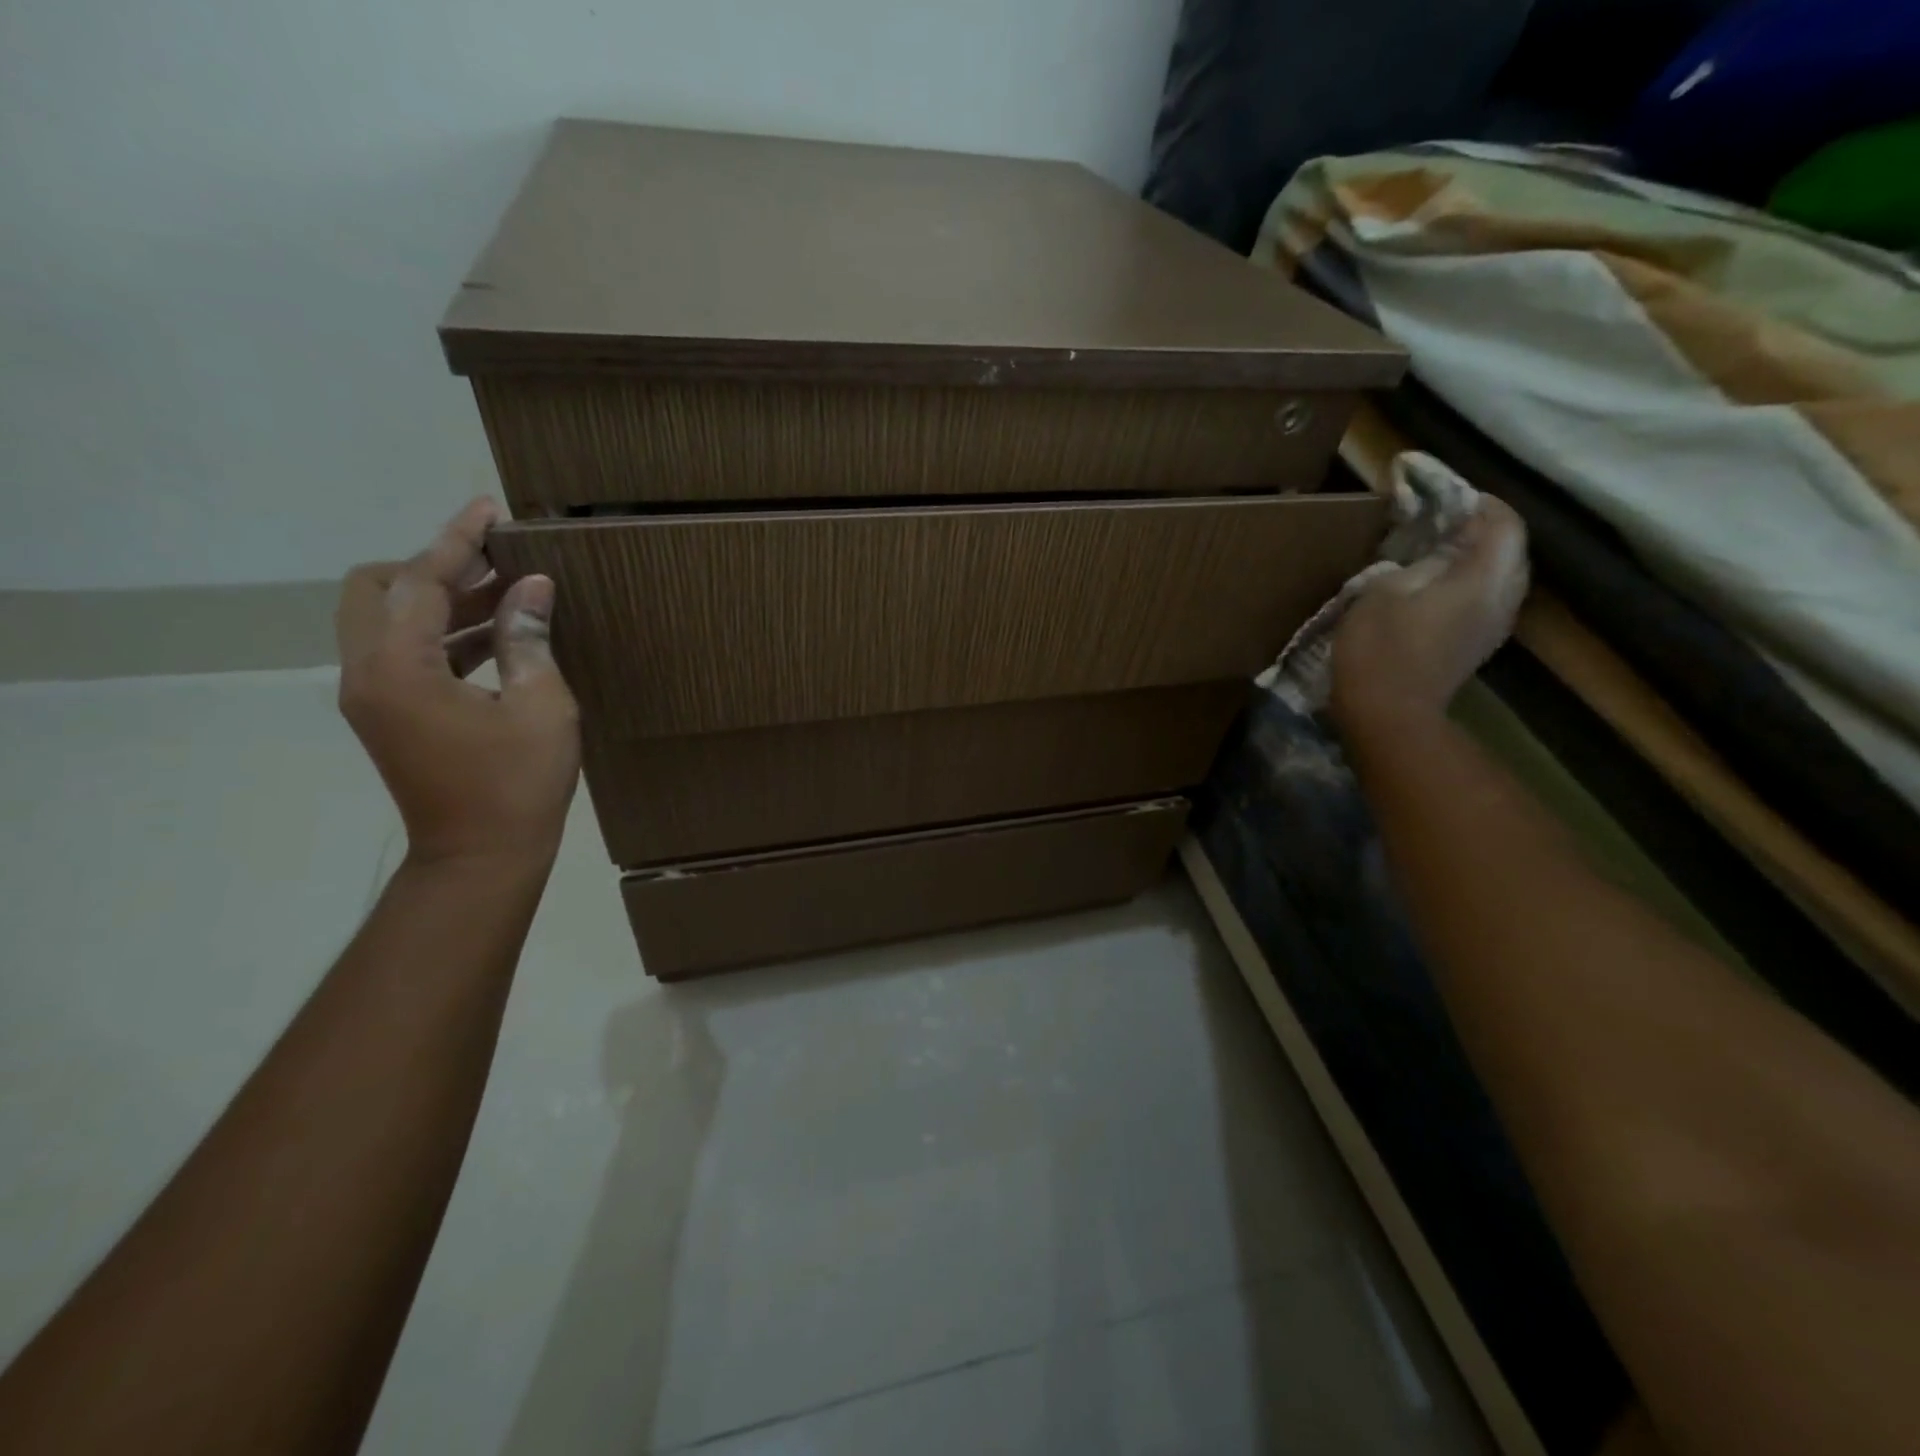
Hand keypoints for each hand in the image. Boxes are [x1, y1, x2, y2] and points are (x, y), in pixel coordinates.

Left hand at [336, 499, 579, 869]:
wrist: (481, 856)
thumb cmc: (517, 784)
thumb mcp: (541, 706)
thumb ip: (528, 639)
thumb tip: (532, 586)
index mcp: (399, 668)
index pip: (420, 582)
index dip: (457, 541)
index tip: (489, 508)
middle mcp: (368, 673)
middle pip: (378, 590)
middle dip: (434, 567)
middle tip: (497, 565)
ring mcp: (373, 696)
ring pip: (390, 621)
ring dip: (444, 601)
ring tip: (510, 594)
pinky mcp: (389, 714)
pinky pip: (405, 653)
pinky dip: (444, 634)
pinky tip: (498, 637)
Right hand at [1329, 496, 1529, 733]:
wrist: (1388, 715)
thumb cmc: (1380, 649)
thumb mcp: (1384, 590)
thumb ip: (1418, 562)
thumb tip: (1437, 554)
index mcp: (1484, 578)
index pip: (1503, 524)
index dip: (1479, 503)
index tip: (1444, 494)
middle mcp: (1502, 598)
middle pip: (1508, 548)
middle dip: (1480, 529)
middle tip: (1439, 521)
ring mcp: (1493, 626)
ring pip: (1499, 575)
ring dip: (1474, 558)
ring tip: (1435, 551)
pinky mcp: (1476, 645)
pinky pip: (1485, 599)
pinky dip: (1468, 583)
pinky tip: (1435, 587)